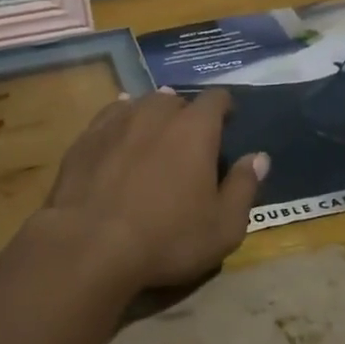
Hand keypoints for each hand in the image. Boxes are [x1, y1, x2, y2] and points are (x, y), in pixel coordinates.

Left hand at [41, 89, 268, 291]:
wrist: (89, 244)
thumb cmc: (166, 239)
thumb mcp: (223, 227)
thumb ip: (244, 187)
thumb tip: (259, 158)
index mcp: (195, 129)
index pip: (216, 99)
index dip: (224, 107)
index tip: (228, 122)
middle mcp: (156, 114)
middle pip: (176, 100)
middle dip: (186, 114)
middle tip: (189, 141)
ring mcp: (116, 122)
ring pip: (140, 105)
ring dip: (152, 116)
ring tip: (154, 136)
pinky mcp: (85, 138)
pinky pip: (109, 117)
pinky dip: (120, 122)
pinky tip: (119, 136)